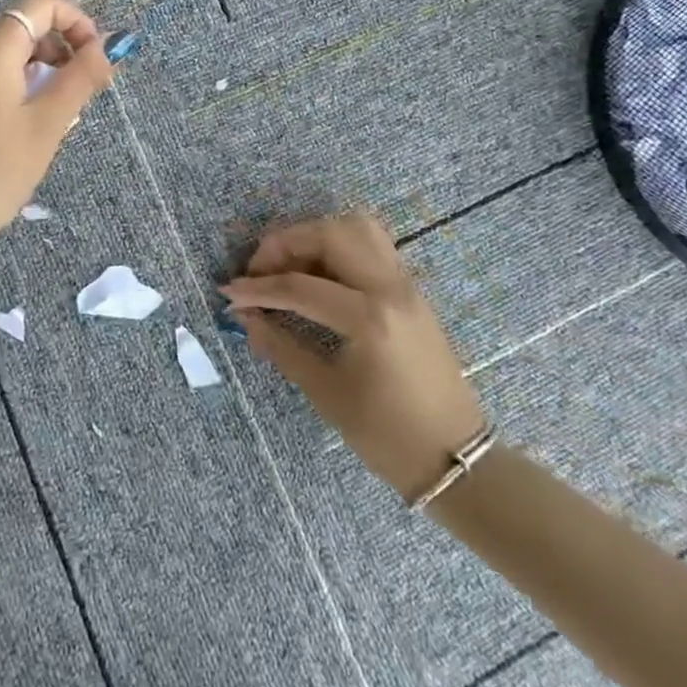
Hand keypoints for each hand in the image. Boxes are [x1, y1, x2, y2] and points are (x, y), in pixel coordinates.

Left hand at [0, 0, 118, 242]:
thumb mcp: (47, 124)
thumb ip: (81, 77)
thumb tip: (109, 45)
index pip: (43, 3)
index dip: (78, 21)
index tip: (96, 60)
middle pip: (29, 26)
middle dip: (65, 50)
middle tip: (86, 95)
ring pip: (15, 53)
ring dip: (46, 72)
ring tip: (60, 117)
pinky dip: (24, 86)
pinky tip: (31, 126)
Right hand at [221, 211, 486, 503]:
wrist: (457, 460)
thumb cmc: (388, 437)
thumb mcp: (326, 394)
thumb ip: (281, 346)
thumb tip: (243, 317)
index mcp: (370, 319)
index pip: (300, 286)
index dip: (258, 288)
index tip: (229, 292)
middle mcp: (390, 288)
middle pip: (329, 234)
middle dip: (285, 244)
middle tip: (259, 271)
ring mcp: (406, 284)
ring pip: (355, 226)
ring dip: (314, 235)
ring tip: (289, 264)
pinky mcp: (411, 289)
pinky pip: (372, 243)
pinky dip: (338, 243)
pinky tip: (318, 271)